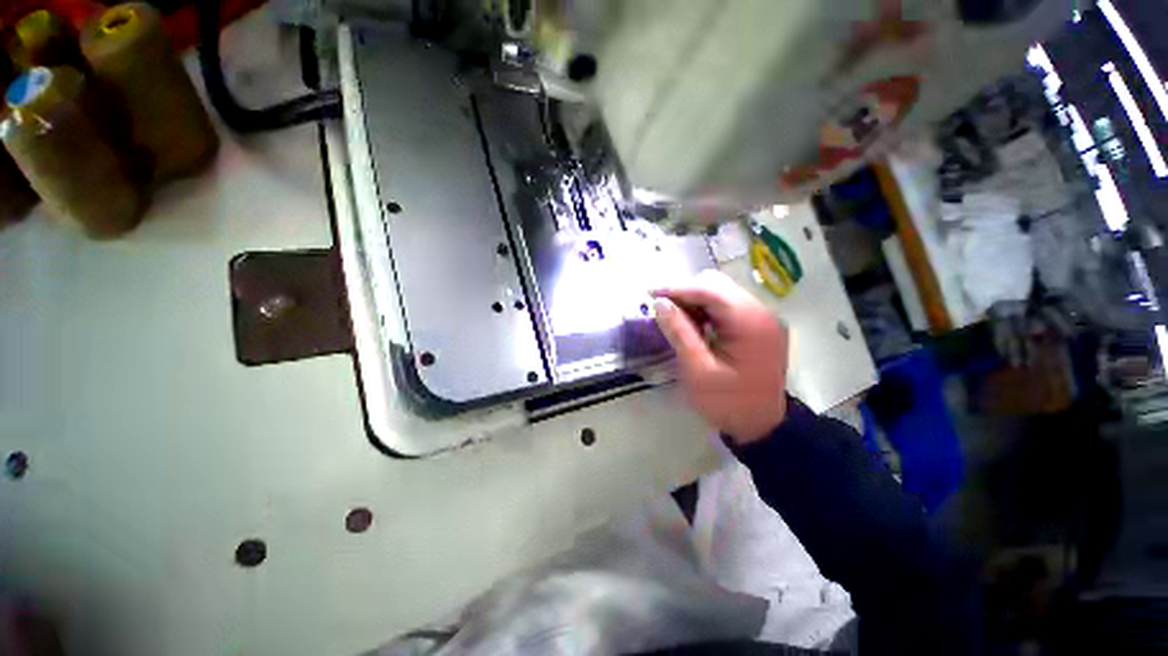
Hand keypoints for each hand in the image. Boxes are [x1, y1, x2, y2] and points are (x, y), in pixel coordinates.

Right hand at [653, 270, 789, 445]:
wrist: (763, 426)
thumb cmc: (728, 403)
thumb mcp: (698, 371)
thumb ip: (679, 333)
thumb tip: (660, 303)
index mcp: (751, 323)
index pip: (710, 290)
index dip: (677, 288)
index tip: (650, 294)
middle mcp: (762, 312)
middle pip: (717, 285)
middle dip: (685, 292)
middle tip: (662, 309)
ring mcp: (762, 317)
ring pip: (721, 292)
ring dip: (694, 300)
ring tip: (675, 318)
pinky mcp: (758, 324)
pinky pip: (727, 305)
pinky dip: (705, 309)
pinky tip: (693, 324)